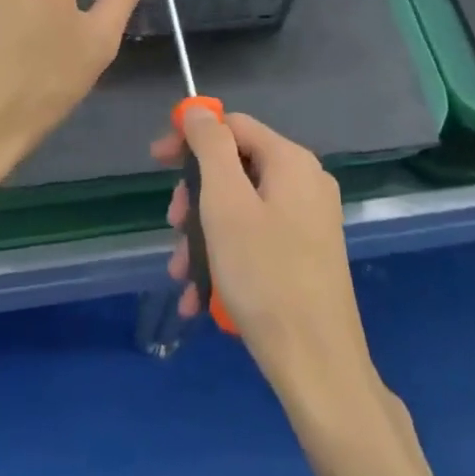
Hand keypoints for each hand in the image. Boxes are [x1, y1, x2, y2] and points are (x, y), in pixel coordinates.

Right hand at [154, 109, 381, 422]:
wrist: (318, 366)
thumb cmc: (264, 274)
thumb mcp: (225, 203)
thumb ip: (210, 147)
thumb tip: (197, 109)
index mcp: (291, 161)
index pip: (232, 125)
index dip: (190, 137)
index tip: (156, 163)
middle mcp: (305, 183)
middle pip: (235, 168)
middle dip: (195, 197)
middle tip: (172, 227)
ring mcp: (309, 221)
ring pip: (240, 209)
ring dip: (203, 235)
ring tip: (181, 273)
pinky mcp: (306, 256)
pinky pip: (256, 239)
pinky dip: (225, 257)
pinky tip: (200, 295)